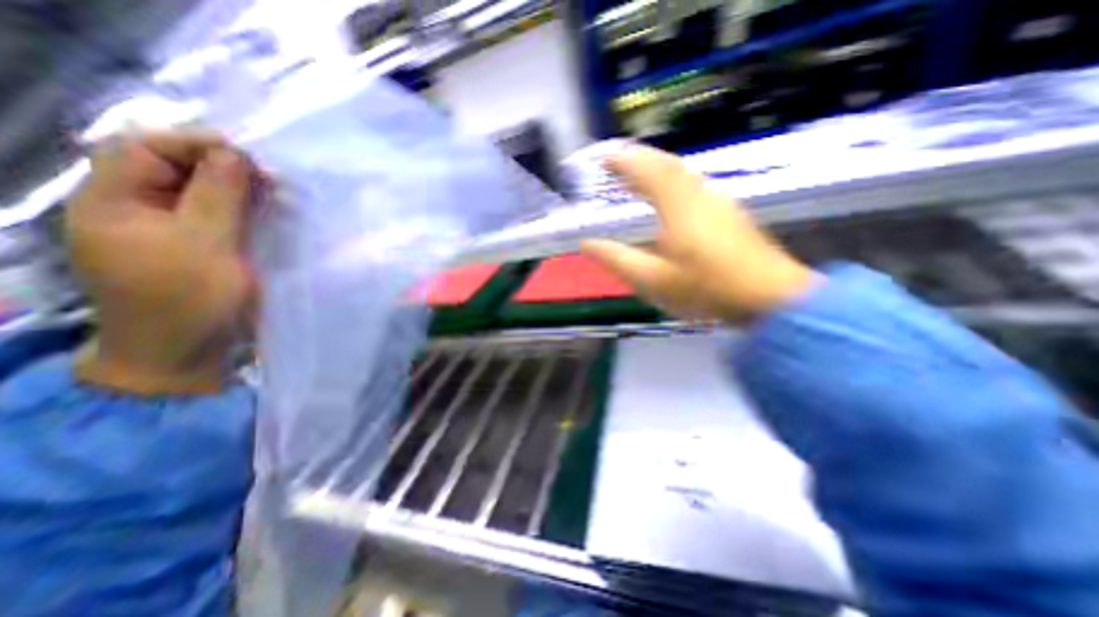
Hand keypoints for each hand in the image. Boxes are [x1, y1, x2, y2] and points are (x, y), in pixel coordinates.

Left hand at [69, 132, 256, 394]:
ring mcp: (165, 231)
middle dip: (223, 167)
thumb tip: (236, 154)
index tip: (250, 157)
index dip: (197, 145)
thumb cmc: (189, 299)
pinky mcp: (193, 248)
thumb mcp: (206, 244)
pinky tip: (266, 214)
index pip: (146, 149)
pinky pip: (215, 217)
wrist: (184, 352)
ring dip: (237, 189)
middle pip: (173, 169)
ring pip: (199, 193)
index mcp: (113, 202)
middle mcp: (133, 209)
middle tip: (270, 179)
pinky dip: (241, 210)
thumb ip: (219, 195)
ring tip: (274, 195)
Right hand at [584, 144, 814, 321]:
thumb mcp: (652, 280)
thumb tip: (586, 243)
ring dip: (655, 168)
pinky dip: (672, 182)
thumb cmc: (705, 289)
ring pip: (682, 173)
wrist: (769, 298)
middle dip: (638, 159)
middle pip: (666, 165)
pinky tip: (667, 196)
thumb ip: (617, 259)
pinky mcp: (729, 213)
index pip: (646, 171)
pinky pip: (693, 186)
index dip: (622, 161)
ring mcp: (718, 202)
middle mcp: (699, 195)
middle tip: (615, 162)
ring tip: (635, 176)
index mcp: (678, 206)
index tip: (602, 157)